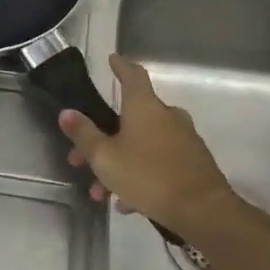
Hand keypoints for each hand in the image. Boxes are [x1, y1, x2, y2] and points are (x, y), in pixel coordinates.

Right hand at [57, 54, 245, 237]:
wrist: (202, 211)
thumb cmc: (147, 176)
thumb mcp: (104, 157)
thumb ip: (84, 134)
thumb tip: (67, 112)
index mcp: (145, 107)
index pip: (132, 75)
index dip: (120, 66)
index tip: (112, 59)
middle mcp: (167, 116)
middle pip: (130, 118)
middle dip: (103, 138)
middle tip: (80, 159)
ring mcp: (183, 139)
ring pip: (141, 144)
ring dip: (118, 163)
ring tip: (102, 192)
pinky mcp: (192, 162)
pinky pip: (157, 161)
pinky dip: (139, 174)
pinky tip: (127, 202)